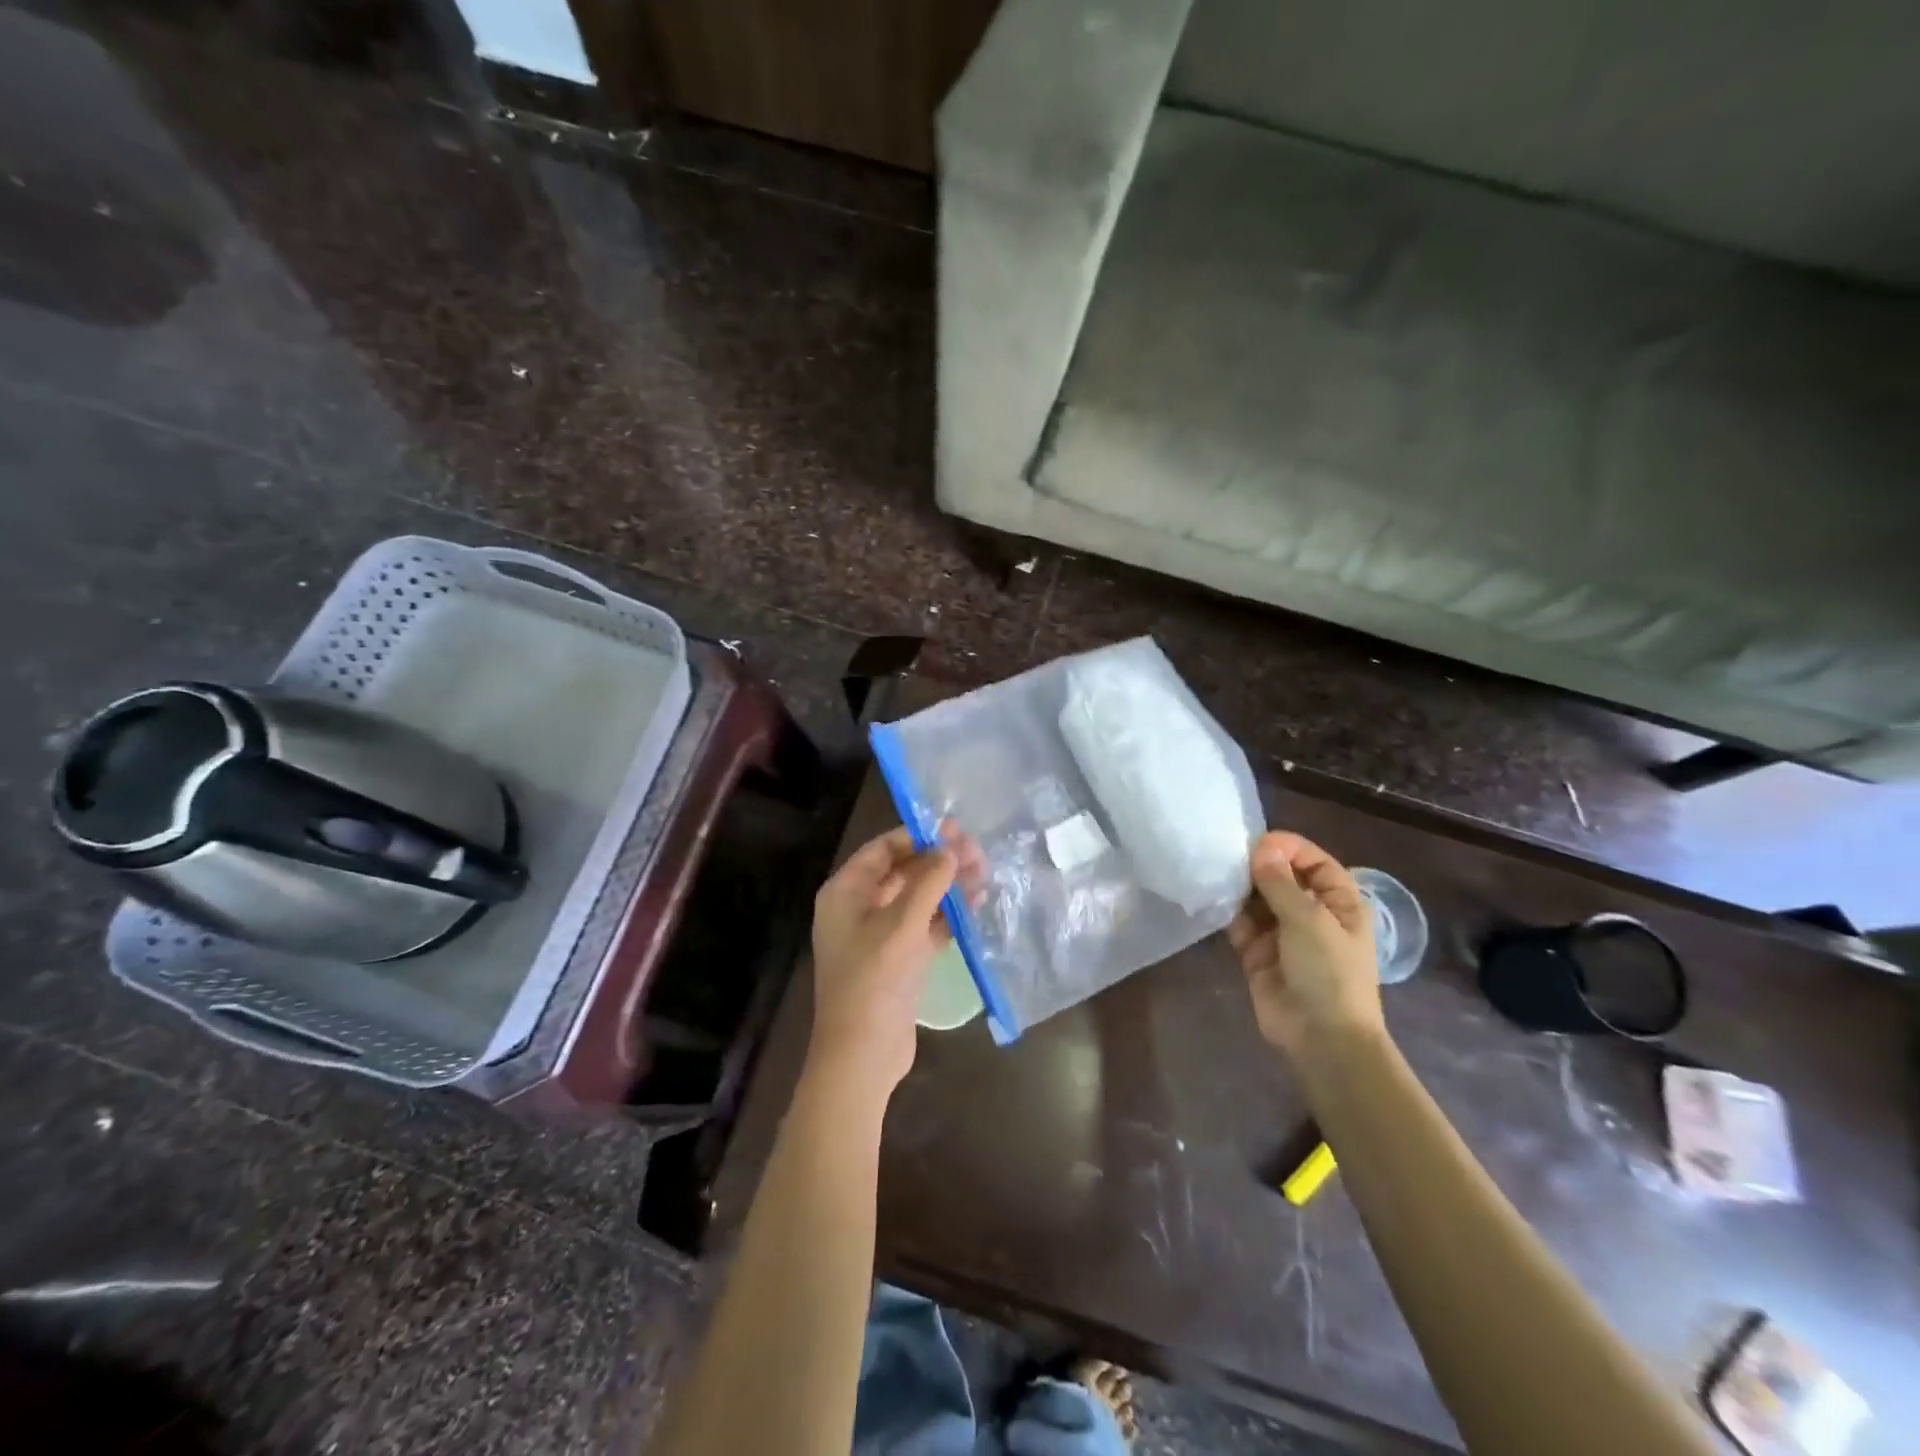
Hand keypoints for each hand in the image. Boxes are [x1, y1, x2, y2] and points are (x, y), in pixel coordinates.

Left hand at [808, 827, 958, 1098]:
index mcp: (845, 893)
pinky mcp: (898, 959)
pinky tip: (977, 907)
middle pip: (903, 873)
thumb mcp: (902, 925)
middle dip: (939, 862)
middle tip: (979, 853)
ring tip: (985, 875)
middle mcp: (859, 909)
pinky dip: (947, 916)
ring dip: (948, 888)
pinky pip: (924, 926)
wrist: (862, 1055)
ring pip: (917, 899)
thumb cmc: (874, 980)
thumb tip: (950, 849)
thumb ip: (928, 883)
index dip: (917, 837)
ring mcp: (879, 936)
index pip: (882, 850)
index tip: (954, 830)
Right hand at [1227, 832, 1384, 1056]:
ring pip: (1257, 898)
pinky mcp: (1257, 952)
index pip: (1314, 861)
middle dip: (1258, 865)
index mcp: (1339, 902)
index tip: (1256, 843)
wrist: (1321, 1038)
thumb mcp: (1309, 920)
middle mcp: (1311, 913)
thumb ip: (1281, 882)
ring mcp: (1283, 933)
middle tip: (1227, 855)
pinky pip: (1240, 922)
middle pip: (1282, 876)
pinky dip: (1227, 911)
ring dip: (1240, 887)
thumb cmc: (1329, 972)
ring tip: (1215, 873)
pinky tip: (1211, 898)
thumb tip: (1260, 847)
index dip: (1288, 848)